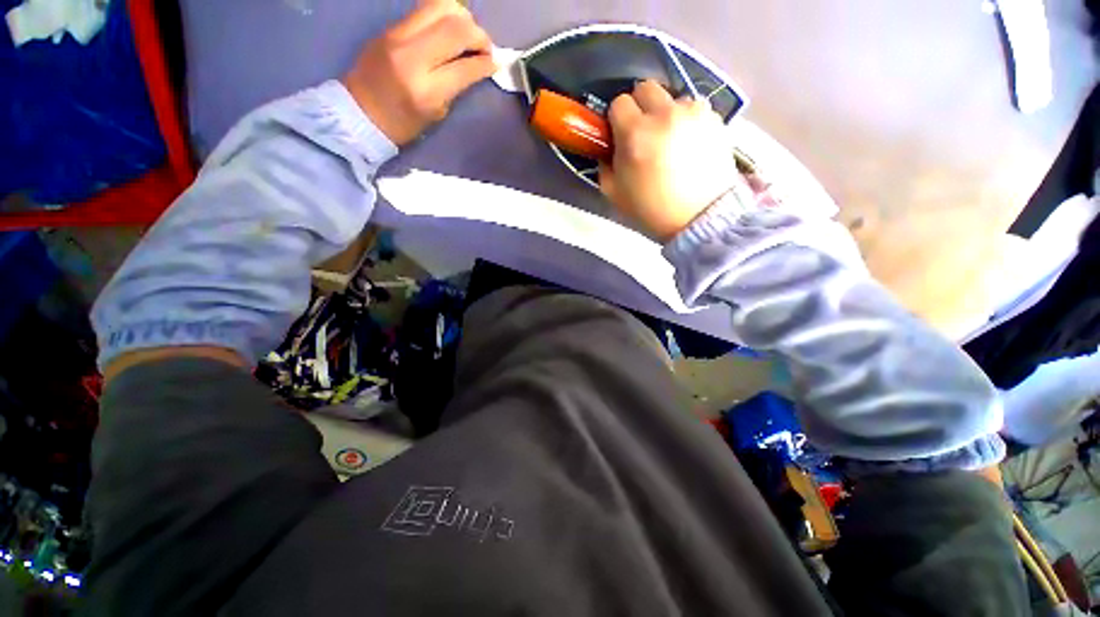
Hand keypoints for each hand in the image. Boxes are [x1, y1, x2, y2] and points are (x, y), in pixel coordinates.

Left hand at [342, 0, 495, 145]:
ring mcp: (398, 35)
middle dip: (479, 34)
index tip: (496, 62)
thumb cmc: (403, 124)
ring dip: (462, 16)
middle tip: (485, 46)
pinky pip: (424, 9)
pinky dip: (444, 15)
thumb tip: (477, 64)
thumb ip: (457, 85)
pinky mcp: (390, 26)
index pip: (466, 66)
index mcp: (427, 89)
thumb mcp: (437, 113)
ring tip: (467, 33)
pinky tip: (449, 29)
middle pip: (456, 27)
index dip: (486, 62)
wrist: (359, 112)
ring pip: (440, 6)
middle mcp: (412, 55)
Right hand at [600, 81, 740, 240]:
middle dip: (639, 107)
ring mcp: (692, 113)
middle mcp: (664, 114)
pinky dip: (687, 120)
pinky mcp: (714, 118)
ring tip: (670, 140)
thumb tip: (608, 149)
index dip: (617, 120)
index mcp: (635, 134)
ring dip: (665, 113)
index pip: (618, 103)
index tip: (620, 136)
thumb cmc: (652, 211)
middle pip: (645, 88)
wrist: (699, 218)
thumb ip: (605, 166)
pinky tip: (689, 144)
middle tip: (643, 132)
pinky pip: (693, 108)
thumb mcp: (615, 194)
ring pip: (671, 97)